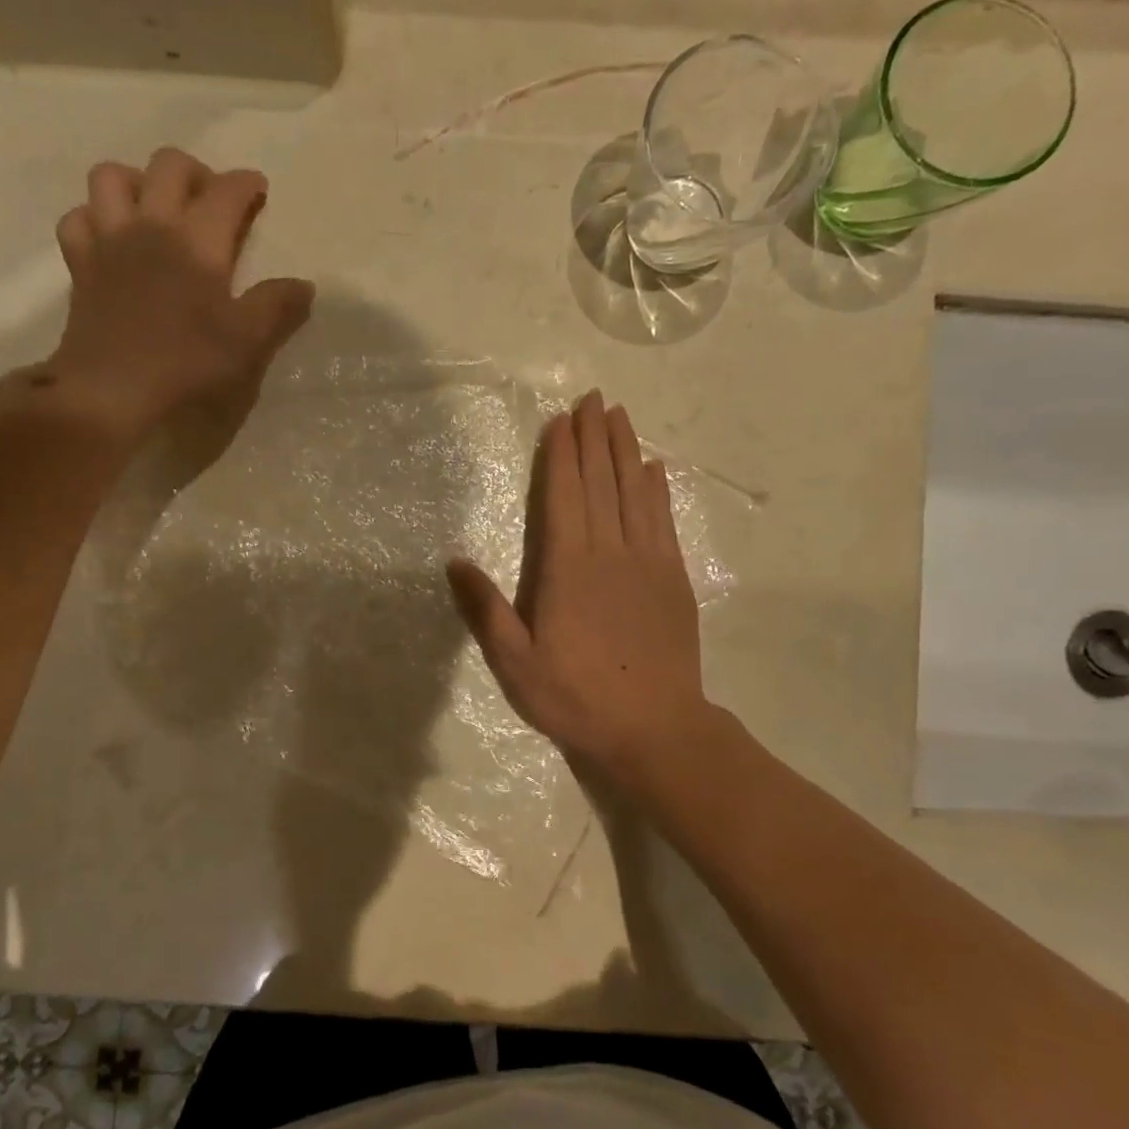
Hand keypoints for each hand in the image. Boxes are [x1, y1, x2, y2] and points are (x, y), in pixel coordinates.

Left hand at [33, 147, 314, 444]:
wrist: (112, 389)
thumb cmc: (187, 363)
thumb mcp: (246, 342)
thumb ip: (277, 307)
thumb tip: (304, 285)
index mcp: (197, 240)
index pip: (226, 191)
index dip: (247, 185)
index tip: (259, 191)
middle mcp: (151, 224)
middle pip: (168, 165)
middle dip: (196, 172)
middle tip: (211, 199)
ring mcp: (108, 240)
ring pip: (112, 177)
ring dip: (137, 181)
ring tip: (155, 208)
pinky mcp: (80, 264)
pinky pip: (79, 218)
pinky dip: (94, 217)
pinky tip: (110, 237)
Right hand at [447, 391, 712, 780]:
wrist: (655, 729)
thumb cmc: (576, 697)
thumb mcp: (515, 664)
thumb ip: (485, 610)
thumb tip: (454, 561)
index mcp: (568, 569)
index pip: (564, 497)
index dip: (562, 456)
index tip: (561, 420)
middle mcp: (610, 553)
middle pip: (602, 483)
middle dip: (595, 438)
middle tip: (594, 399)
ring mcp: (648, 563)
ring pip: (636, 493)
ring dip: (627, 451)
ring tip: (621, 417)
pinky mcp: (674, 578)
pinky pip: (664, 521)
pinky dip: (658, 490)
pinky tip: (655, 469)